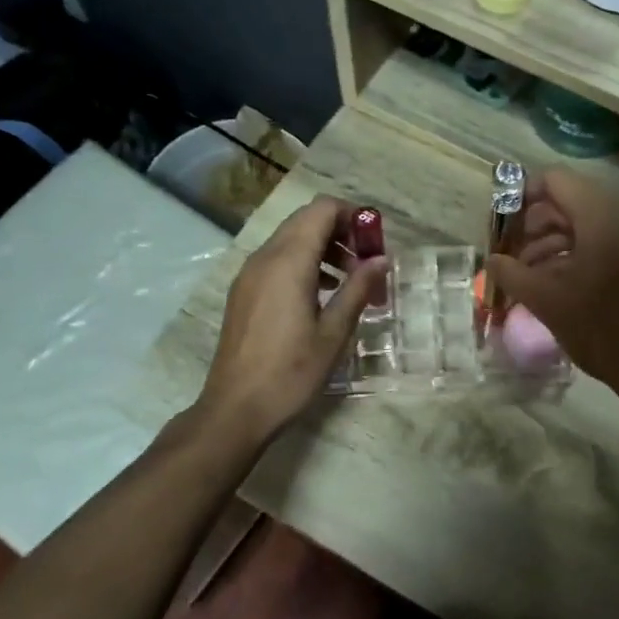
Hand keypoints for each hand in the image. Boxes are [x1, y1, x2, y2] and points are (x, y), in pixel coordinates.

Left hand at [200, 198, 386, 441]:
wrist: (236, 409)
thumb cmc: (291, 373)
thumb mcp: (334, 332)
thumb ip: (358, 289)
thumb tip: (381, 260)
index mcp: (288, 262)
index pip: (322, 209)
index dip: (353, 216)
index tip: (374, 243)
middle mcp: (264, 258)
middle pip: (305, 220)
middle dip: (340, 232)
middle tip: (366, 263)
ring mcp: (249, 275)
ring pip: (290, 240)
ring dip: (323, 248)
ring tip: (349, 282)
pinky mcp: (243, 292)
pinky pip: (276, 261)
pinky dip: (303, 264)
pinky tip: (321, 296)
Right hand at [486, 169, 618, 395]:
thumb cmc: (599, 330)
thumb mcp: (546, 301)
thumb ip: (512, 274)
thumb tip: (492, 259)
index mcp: (600, 221)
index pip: (557, 180)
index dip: (524, 194)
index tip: (502, 224)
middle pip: (568, 202)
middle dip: (533, 224)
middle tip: (510, 253)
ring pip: (582, 226)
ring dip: (550, 242)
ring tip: (526, 274)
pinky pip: (598, 245)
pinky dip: (571, 256)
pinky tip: (551, 284)